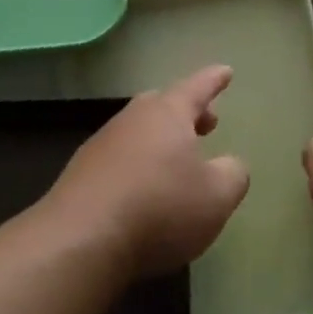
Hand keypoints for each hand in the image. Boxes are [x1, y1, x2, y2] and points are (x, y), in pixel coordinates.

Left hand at [45, 65, 250, 276]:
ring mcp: (100, 148)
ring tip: (178, 162)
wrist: (80, 242)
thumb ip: (233, 174)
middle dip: (185, 112)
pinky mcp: (80, 177)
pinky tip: (144, 192)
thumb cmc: (160, 209)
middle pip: (160, 106)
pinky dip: (138, 167)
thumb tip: (228, 165)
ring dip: (160, 142)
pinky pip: (118, 161)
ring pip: (137, 133)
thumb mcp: (217, 196)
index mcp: (166, 115)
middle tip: (206, 123)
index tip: (225, 71)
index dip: (214, 80)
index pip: (196, 88)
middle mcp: (130, 122)